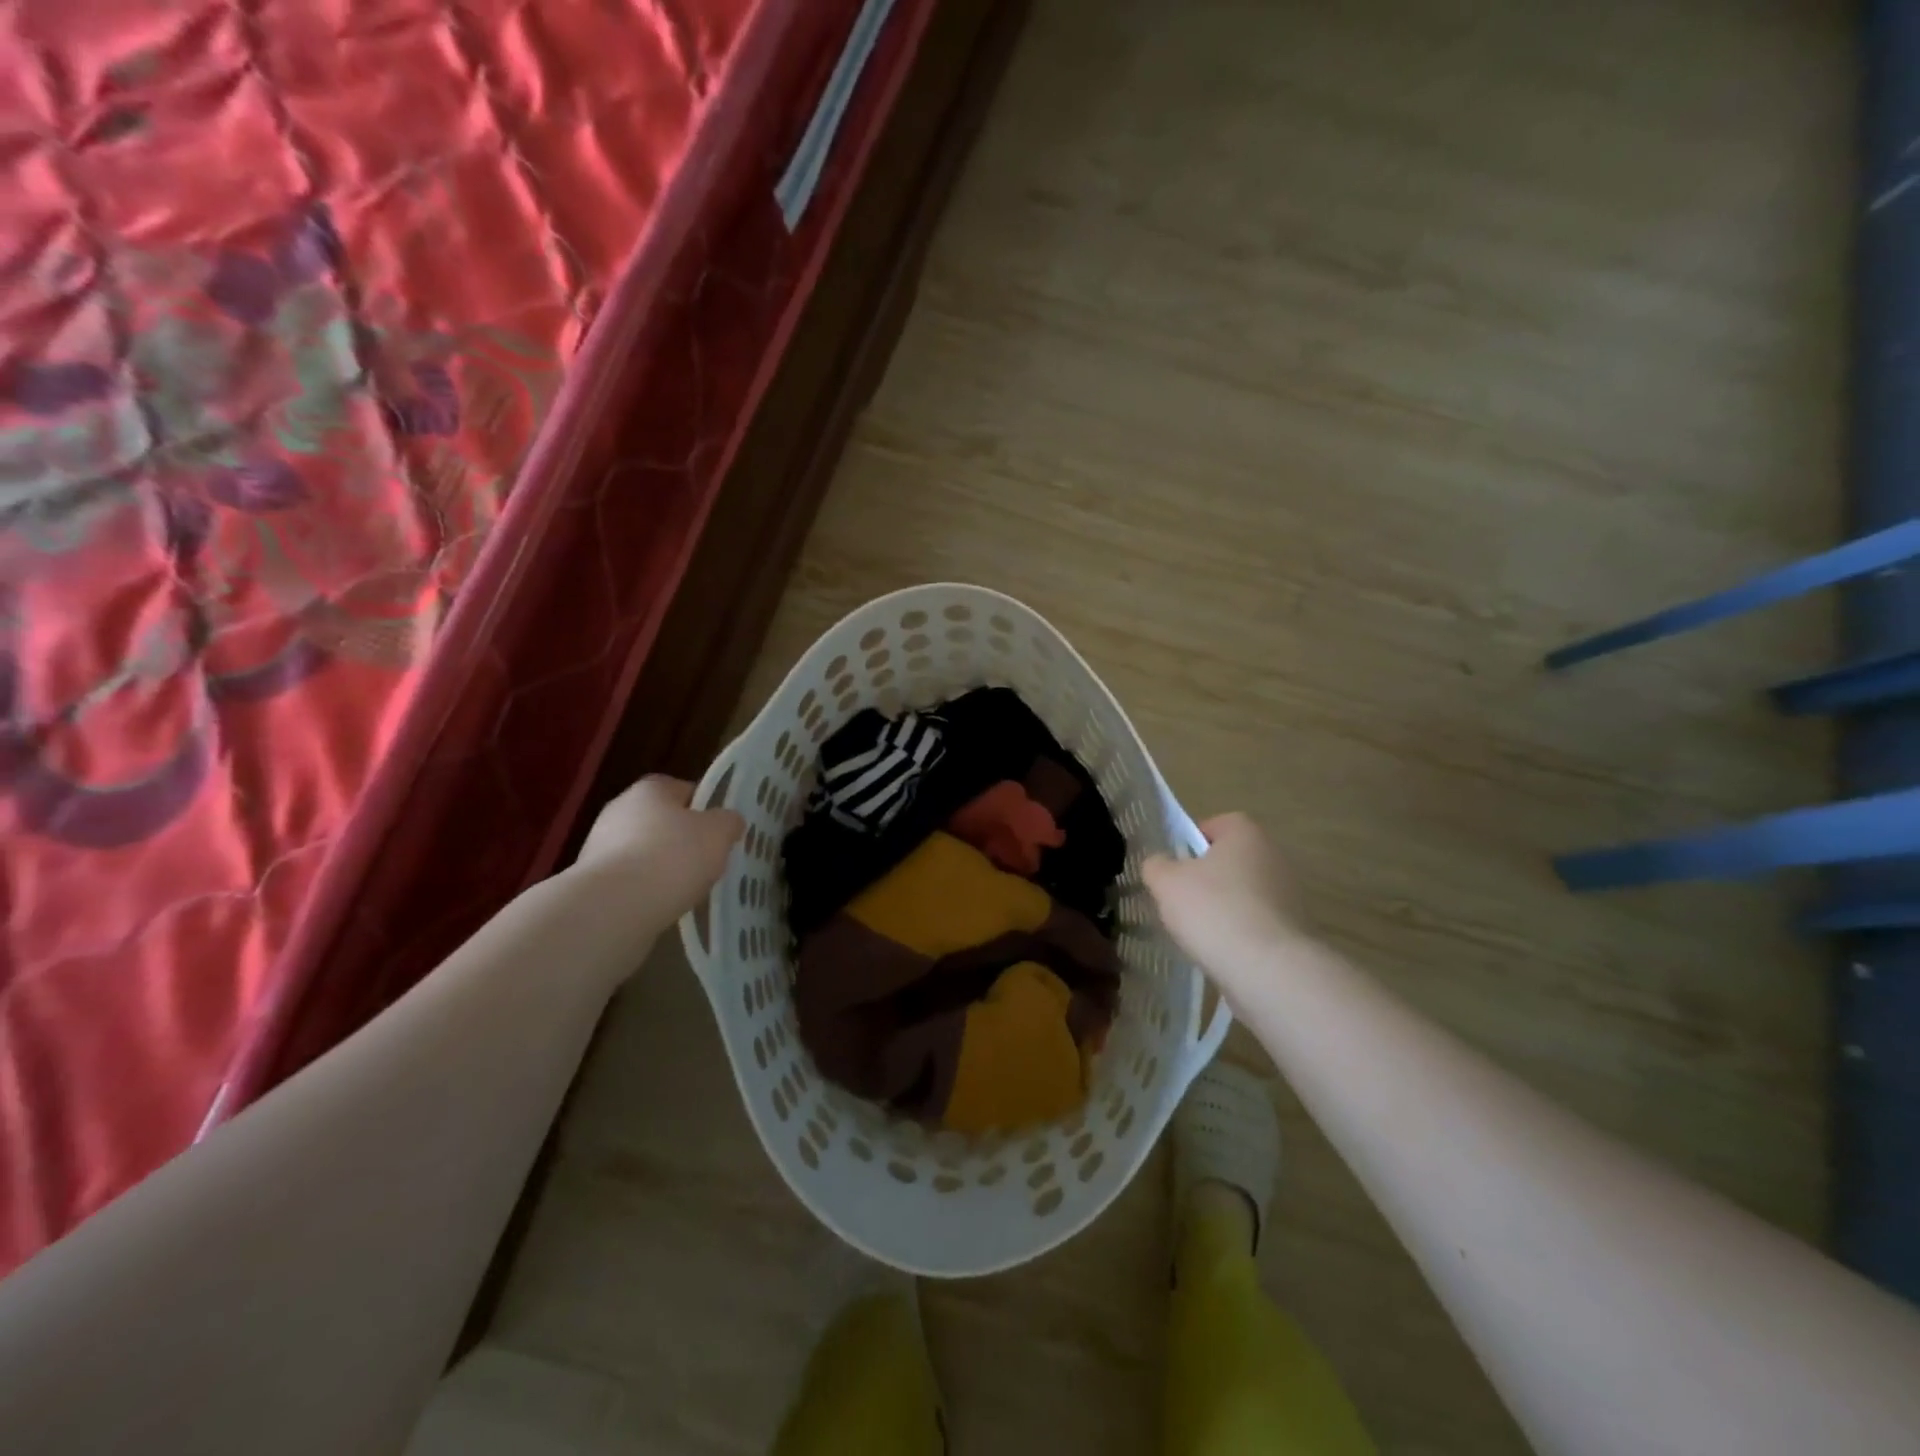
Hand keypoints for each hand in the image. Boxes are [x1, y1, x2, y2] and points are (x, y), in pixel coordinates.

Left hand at [576, 775, 743, 919]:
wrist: (614, 907)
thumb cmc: (672, 857)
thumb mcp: (719, 833)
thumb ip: (729, 822)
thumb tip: (729, 821)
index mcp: (650, 789)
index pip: (683, 789)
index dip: (704, 808)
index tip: (719, 831)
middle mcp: (619, 809)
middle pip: (662, 821)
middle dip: (683, 839)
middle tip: (707, 861)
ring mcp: (599, 845)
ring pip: (644, 851)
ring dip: (662, 866)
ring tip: (686, 889)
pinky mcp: (591, 880)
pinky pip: (629, 879)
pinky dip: (645, 889)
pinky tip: (661, 905)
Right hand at [1143, 813, 1305, 1000]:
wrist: (1269, 968)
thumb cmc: (1214, 910)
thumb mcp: (1166, 882)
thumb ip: (1156, 866)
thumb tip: (1160, 864)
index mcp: (1246, 833)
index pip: (1215, 825)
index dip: (1191, 843)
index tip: (1175, 868)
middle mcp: (1274, 855)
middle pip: (1230, 860)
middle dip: (1206, 878)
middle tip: (1181, 900)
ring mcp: (1290, 893)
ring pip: (1243, 892)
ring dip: (1223, 907)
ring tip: (1200, 932)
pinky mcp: (1295, 928)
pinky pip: (1257, 922)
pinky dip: (1240, 932)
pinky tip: (1223, 951)